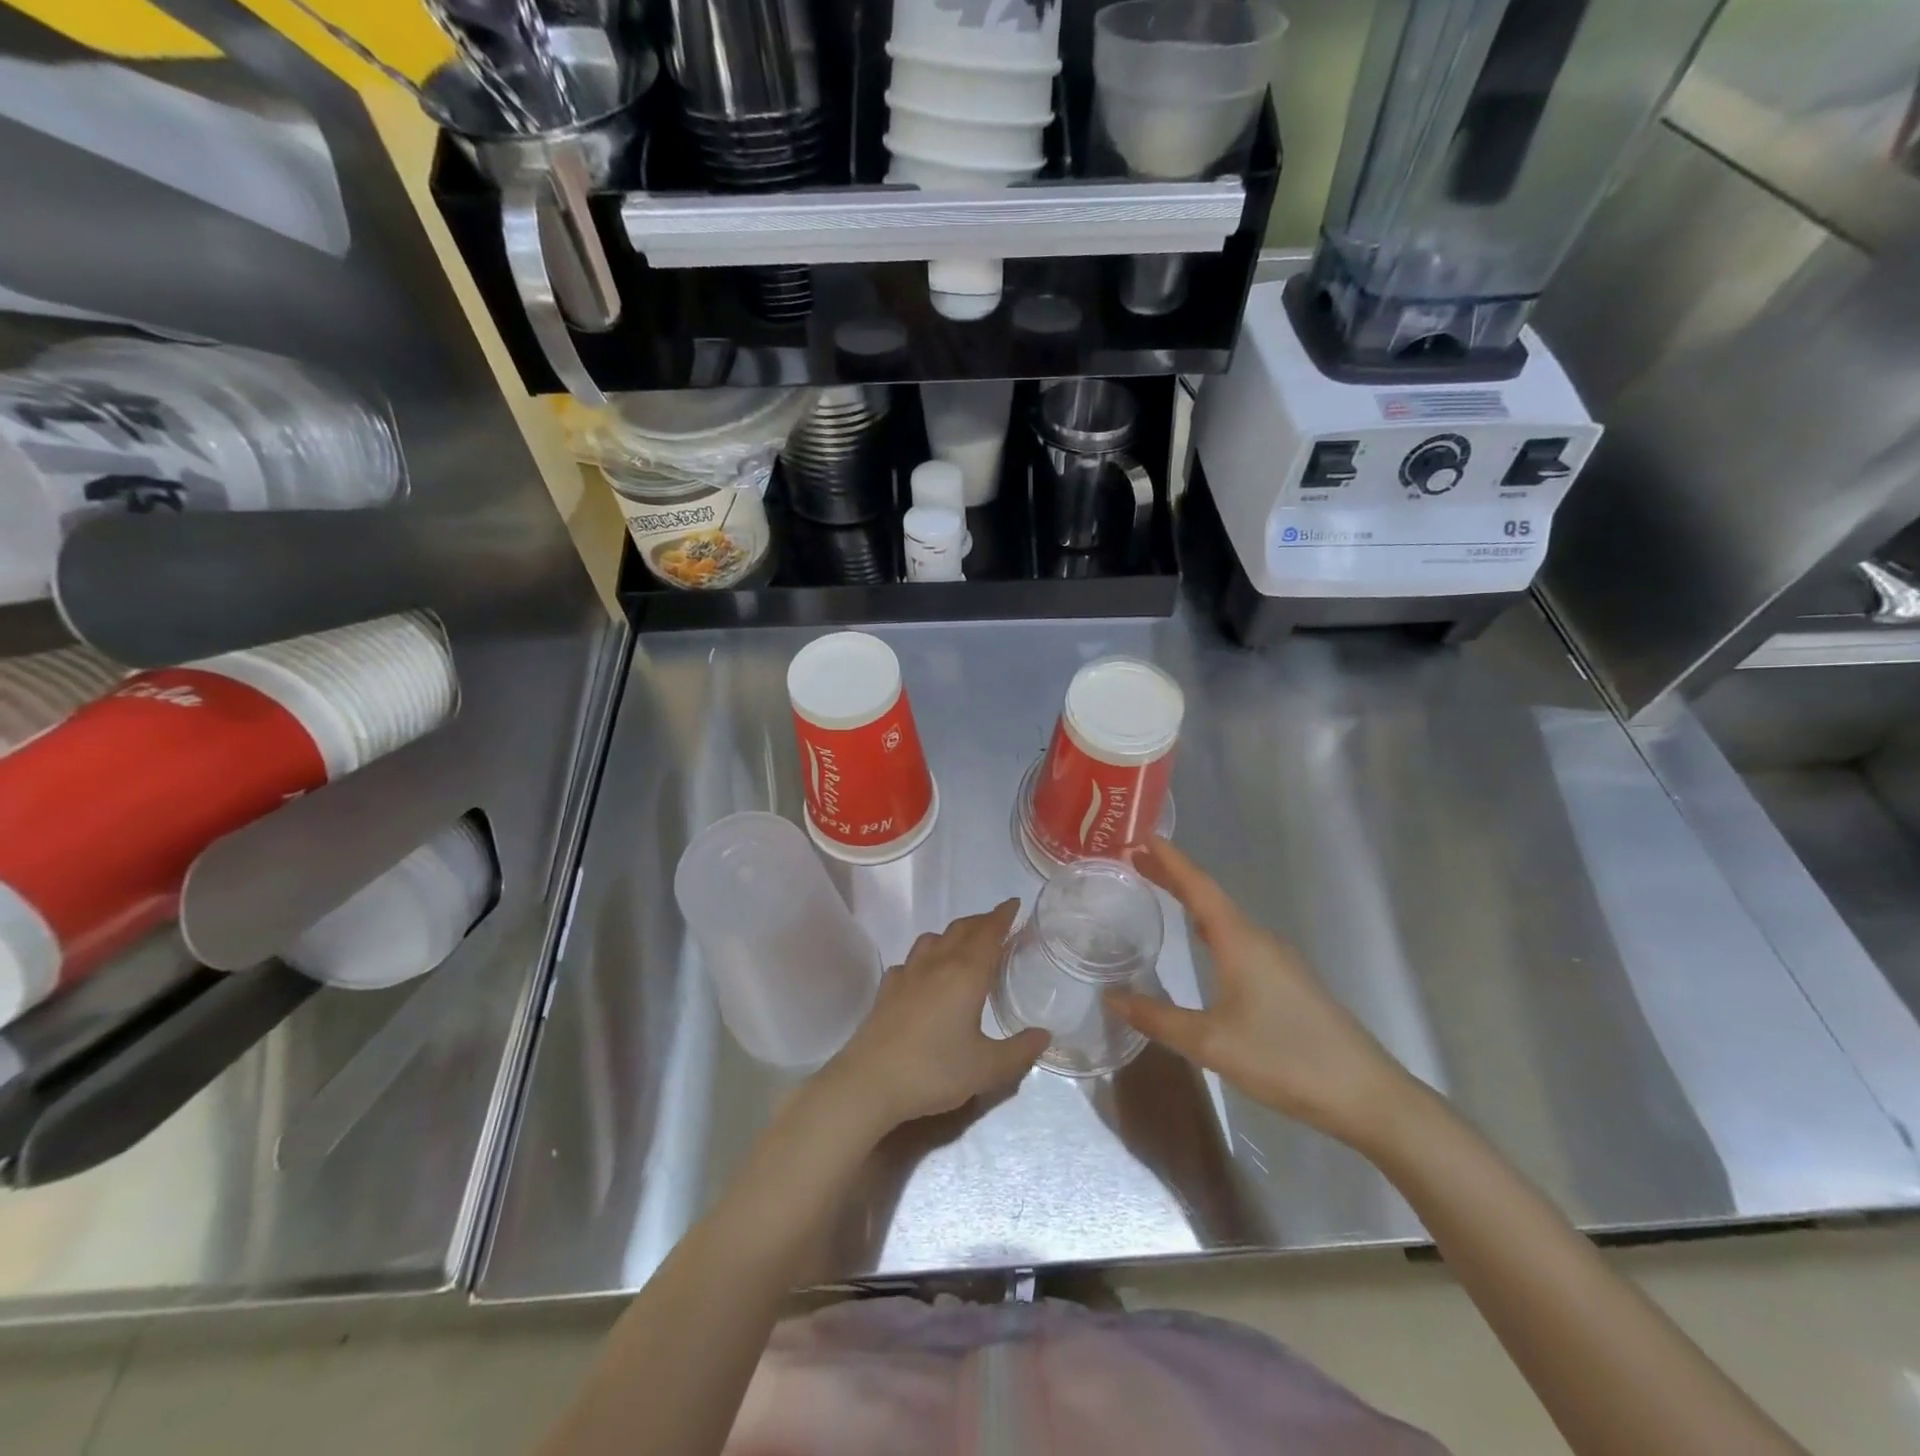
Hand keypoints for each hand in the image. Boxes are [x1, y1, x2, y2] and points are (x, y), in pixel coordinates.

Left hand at [819, 900, 1049, 1134]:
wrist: (869, 1082)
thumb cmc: (934, 1070)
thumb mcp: (986, 1068)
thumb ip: (1019, 1051)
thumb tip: (1045, 1035)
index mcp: (965, 974)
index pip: (988, 933)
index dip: (1003, 916)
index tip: (1014, 904)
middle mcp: (937, 964)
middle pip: (961, 930)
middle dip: (982, 921)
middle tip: (998, 923)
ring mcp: (908, 973)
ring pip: (933, 939)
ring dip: (953, 934)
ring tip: (964, 944)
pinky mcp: (887, 988)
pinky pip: (911, 960)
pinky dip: (926, 957)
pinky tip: (926, 975)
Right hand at [1110, 838, 1418, 1150]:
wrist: (1366, 1095)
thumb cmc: (1285, 1059)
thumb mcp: (1211, 1042)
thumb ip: (1158, 1018)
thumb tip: (1111, 997)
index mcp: (1241, 941)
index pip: (1199, 887)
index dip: (1171, 860)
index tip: (1143, 835)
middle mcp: (1259, 940)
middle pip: (1210, 897)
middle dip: (1174, 877)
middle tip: (1136, 861)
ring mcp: (1278, 960)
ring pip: (1225, 918)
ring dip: (1192, 901)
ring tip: (1159, 893)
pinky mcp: (1287, 981)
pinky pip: (1238, 938)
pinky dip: (1209, 926)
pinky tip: (1202, 941)